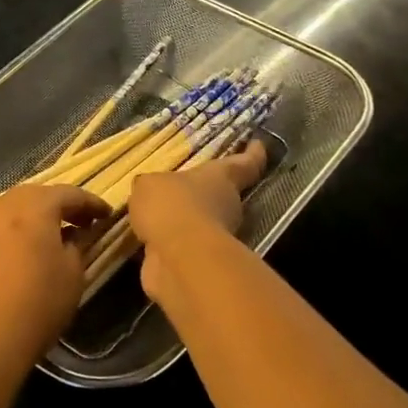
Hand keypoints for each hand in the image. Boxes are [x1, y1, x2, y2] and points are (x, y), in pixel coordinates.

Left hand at [0, 184, 111, 367]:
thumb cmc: (39, 306)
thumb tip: (76, 232)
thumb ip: (77, 245)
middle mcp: (3, 206)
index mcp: (37, 209)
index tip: (104, 215)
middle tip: (74, 222)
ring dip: (19, 210)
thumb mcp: (73, 276)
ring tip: (31, 226)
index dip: (90, 202)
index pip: (69, 194)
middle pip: (33, 195)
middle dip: (56, 205)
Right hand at [129, 142, 267, 303]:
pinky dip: (168, 244)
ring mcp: (213, 237)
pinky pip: (180, 246)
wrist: (179, 259)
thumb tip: (149, 192)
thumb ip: (150, 186)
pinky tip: (149, 239)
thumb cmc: (172, 206)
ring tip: (156, 214)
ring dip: (183, 220)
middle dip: (204, 192)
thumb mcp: (149, 185)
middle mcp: (224, 205)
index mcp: (219, 178)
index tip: (258, 144)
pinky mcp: (198, 263)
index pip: (243, 163)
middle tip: (182, 186)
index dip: (252, 154)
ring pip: (199, 222)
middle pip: (220, 194)